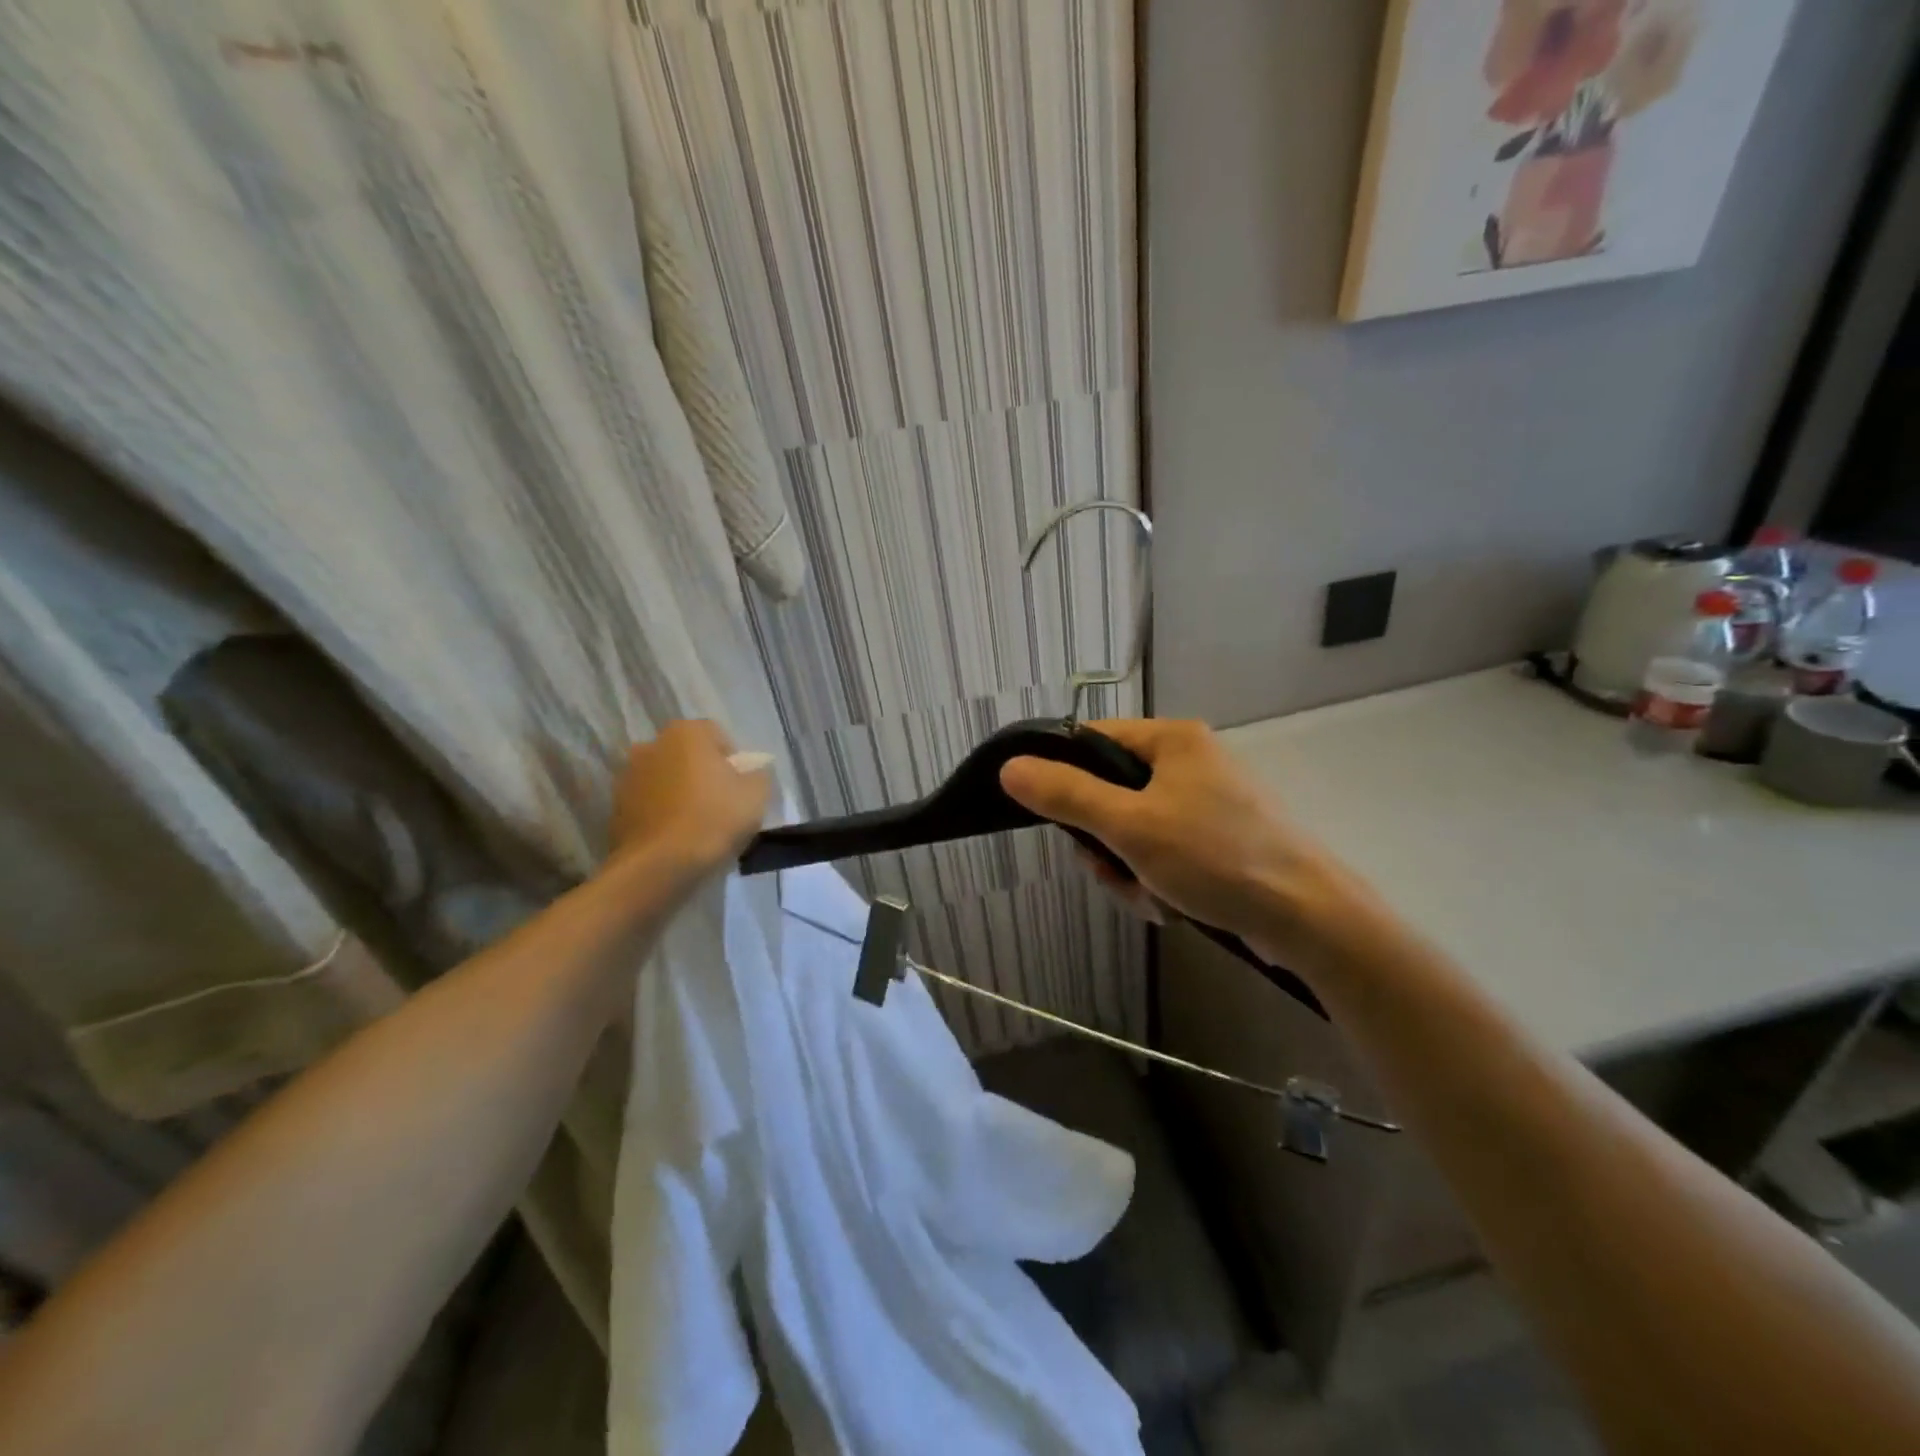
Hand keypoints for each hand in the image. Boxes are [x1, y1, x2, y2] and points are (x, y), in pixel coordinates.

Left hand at [608, 721, 770, 876]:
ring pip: (665, 778)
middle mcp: (651, 745)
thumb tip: (754, 771)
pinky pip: (648, 804)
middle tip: (721, 803)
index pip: (717, 735)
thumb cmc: (713, 820)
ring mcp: (628, 776)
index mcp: (686, 733)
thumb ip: (759, 774)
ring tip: (697, 824)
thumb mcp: (757, 795)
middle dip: (703, 773)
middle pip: (687, 755)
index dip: (734, 760)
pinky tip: (676, 837)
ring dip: (679, 792)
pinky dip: (661, 813)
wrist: (659, 866)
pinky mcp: (615, 807)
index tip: (741, 787)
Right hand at [999, 719, 1382, 972]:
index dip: (1061, 772)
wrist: (1309, 918)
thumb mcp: (1130, 826)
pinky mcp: (1218, 840)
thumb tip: (1009, 767)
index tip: (1046, 813)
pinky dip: (1156, 881)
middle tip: (1111, 869)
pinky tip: (1172, 906)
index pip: (1092, 738)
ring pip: (1132, 831)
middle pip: (1109, 792)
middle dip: (1103, 842)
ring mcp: (1206, 802)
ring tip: (1152, 897)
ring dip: (1129, 869)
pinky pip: (1162, 852)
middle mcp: (1190, 762)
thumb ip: (1066, 795)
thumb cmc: (1216, 858)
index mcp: (1172, 740)